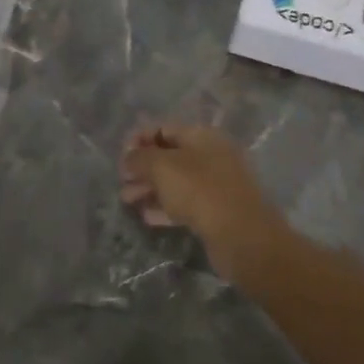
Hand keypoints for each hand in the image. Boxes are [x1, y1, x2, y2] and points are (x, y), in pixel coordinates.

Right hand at [119, 124, 285, 282]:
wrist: (242, 235)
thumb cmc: (200, 190)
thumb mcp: (162, 167)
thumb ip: (140, 158)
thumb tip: (129, 157)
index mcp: (201, 136)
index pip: (164, 128)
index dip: (140, 138)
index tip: (121, 155)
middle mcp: (210, 155)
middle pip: (169, 156)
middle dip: (142, 167)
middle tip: (121, 181)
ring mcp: (215, 184)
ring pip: (175, 181)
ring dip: (149, 188)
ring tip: (126, 200)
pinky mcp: (216, 212)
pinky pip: (185, 204)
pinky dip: (164, 207)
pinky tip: (147, 217)